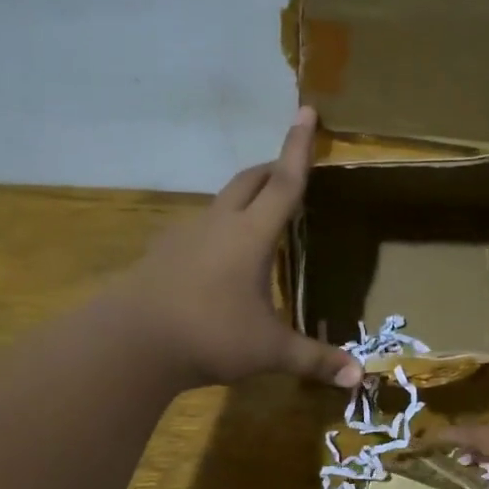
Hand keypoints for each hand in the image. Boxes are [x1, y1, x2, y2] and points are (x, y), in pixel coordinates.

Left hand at [111, 109, 363, 391]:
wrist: (129, 343)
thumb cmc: (209, 335)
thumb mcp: (269, 350)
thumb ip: (314, 360)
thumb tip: (359, 378)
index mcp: (251, 235)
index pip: (284, 183)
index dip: (298, 148)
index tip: (304, 110)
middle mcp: (219, 224)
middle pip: (249, 181)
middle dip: (272, 168)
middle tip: (290, 168)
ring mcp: (186, 236)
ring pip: (221, 201)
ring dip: (244, 197)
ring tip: (260, 215)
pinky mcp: (163, 253)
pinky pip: (199, 227)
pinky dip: (219, 226)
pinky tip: (219, 255)